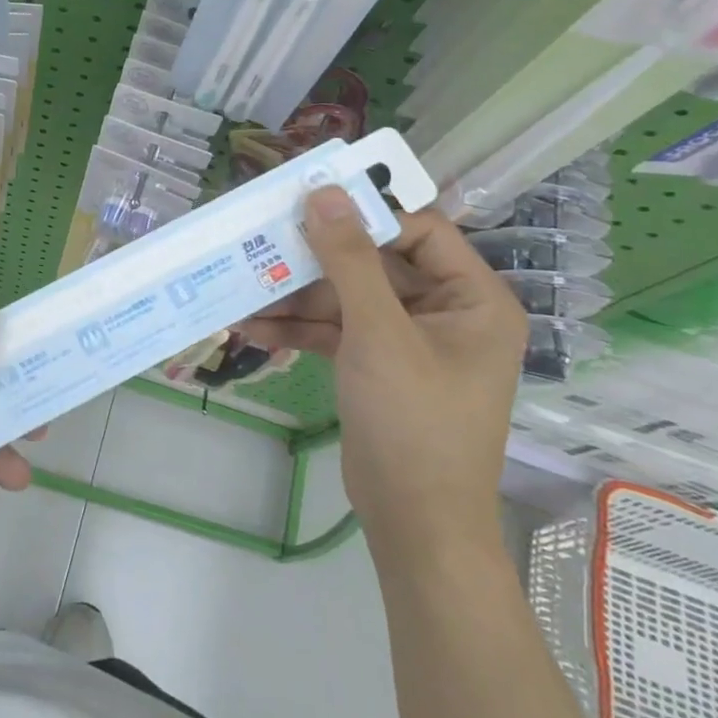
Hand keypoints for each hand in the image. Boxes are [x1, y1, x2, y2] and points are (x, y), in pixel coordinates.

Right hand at [239, 190, 526, 562]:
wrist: (415, 525)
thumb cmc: (414, 422)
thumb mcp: (378, 333)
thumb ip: (349, 260)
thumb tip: (324, 192)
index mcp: (472, 298)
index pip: (419, 230)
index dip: (366, 213)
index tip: (308, 201)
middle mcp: (445, 312)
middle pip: (375, 262)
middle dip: (317, 259)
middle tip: (264, 239)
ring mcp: (408, 340)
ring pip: (348, 297)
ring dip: (298, 296)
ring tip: (244, 286)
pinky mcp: (377, 364)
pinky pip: (337, 330)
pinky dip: (299, 328)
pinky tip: (253, 326)